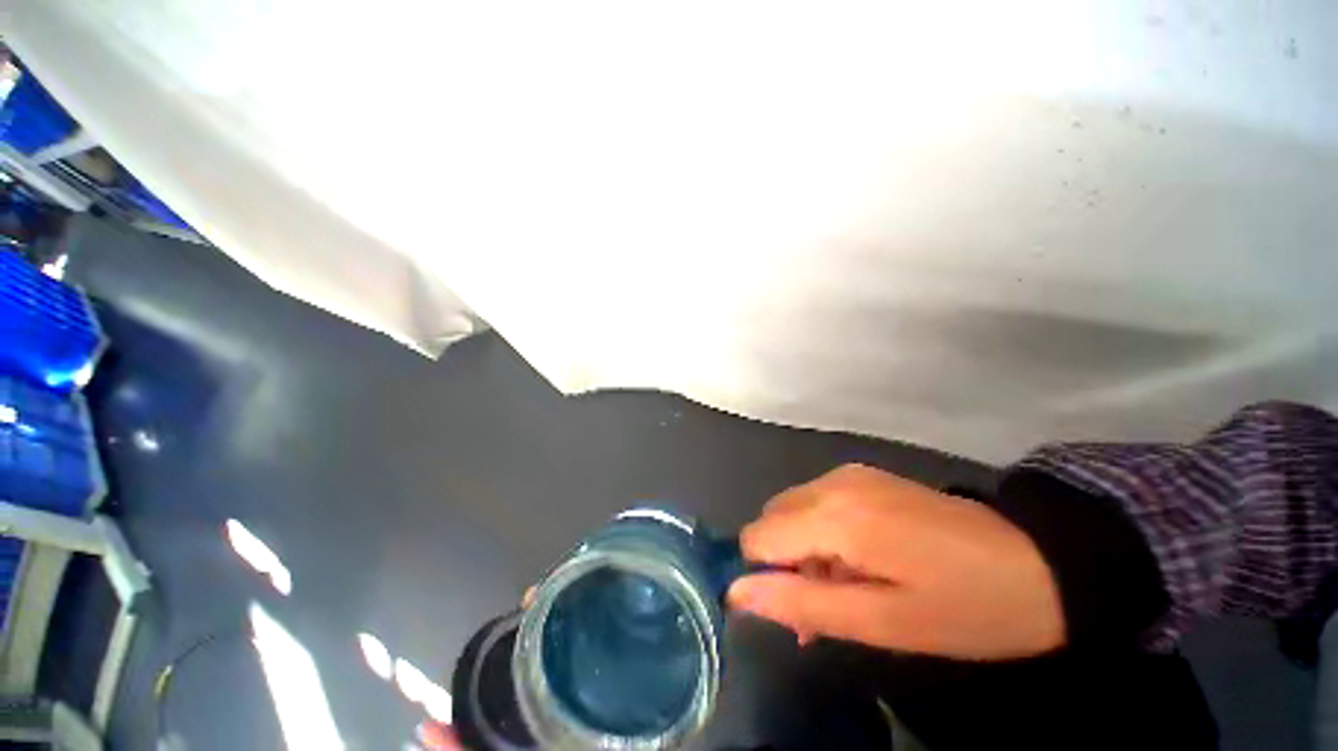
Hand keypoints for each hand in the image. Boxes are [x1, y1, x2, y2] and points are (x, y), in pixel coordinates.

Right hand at [727, 464, 1063, 659]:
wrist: (1041, 562)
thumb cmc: (967, 607)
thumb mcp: (885, 624)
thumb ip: (803, 605)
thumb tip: (736, 592)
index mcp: (835, 516)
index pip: (758, 537)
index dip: (766, 576)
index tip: (798, 608)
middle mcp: (832, 483)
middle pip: (771, 519)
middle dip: (785, 562)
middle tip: (829, 603)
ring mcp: (848, 473)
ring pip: (792, 510)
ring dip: (803, 547)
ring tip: (850, 586)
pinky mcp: (863, 474)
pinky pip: (816, 500)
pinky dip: (820, 530)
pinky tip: (861, 556)